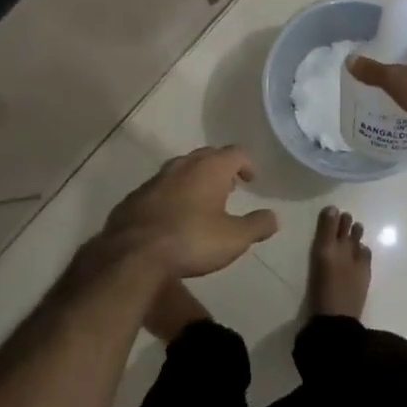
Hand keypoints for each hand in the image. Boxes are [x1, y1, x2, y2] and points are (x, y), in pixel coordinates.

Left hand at [101, 146, 278, 278]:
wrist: (133, 253)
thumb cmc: (191, 240)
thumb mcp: (234, 239)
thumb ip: (257, 225)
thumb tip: (274, 217)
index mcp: (210, 168)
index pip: (236, 152)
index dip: (247, 164)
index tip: (251, 181)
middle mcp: (183, 164)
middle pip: (208, 155)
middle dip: (221, 168)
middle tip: (229, 187)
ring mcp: (156, 178)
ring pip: (182, 169)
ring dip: (195, 180)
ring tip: (202, 201)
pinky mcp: (136, 195)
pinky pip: (161, 187)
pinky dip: (173, 194)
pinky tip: (173, 216)